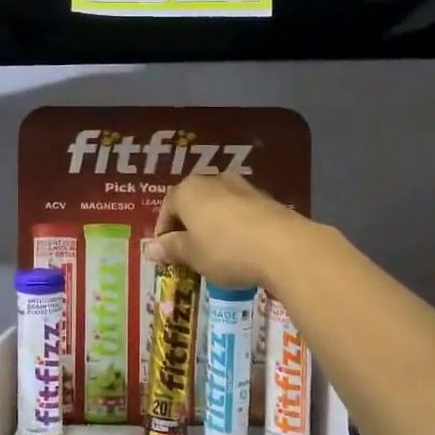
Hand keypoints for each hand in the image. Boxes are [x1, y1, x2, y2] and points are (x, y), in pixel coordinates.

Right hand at [153, 172, 310, 290]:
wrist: (284, 247)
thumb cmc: (226, 250)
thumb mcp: (192, 255)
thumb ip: (171, 248)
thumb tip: (150, 248)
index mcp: (188, 190)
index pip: (167, 207)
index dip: (163, 231)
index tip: (165, 253)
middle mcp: (214, 180)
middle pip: (193, 203)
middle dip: (188, 227)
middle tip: (189, 253)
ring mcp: (243, 187)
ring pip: (218, 206)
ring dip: (213, 226)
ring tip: (215, 253)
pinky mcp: (266, 199)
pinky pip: (241, 213)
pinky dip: (235, 227)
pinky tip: (241, 249)